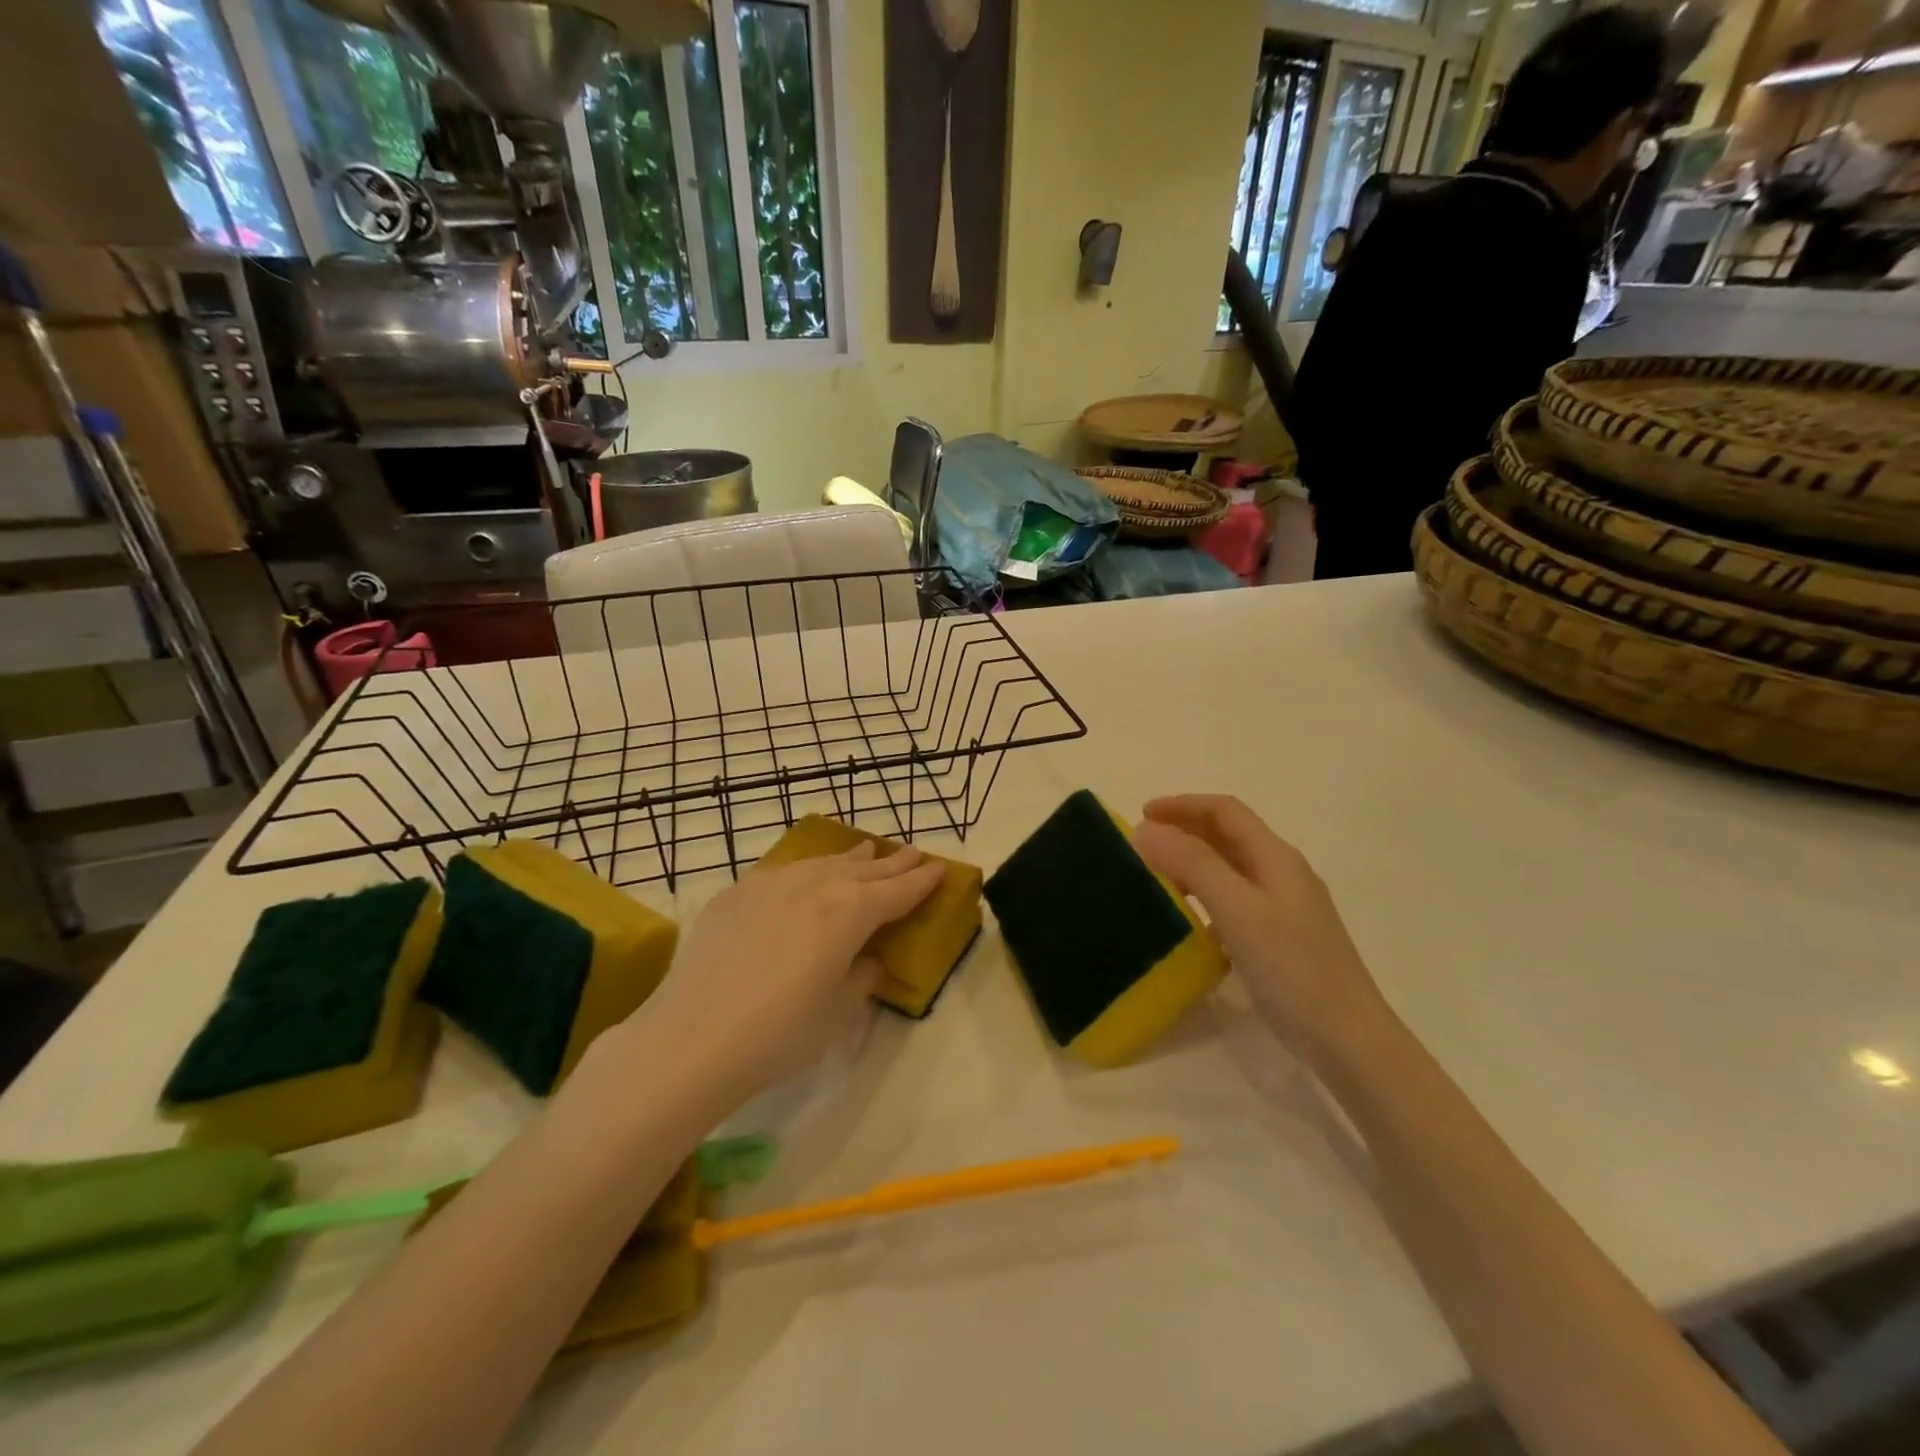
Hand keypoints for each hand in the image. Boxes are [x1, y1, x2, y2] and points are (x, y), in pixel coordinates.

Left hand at [641, 843, 943, 1101]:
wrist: (693, 1037)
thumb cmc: (779, 1034)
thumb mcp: (839, 1013)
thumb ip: (862, 978)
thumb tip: (868, 961)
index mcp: (849, 913)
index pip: (897, 892)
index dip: (921, 881)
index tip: (940, 868)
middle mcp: (815, 887)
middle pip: (864, 870)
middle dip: (893, 863)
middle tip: (914, 851)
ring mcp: (772, 885)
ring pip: (823, 863)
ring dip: (851, 859)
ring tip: (867, 852)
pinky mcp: (737, 894)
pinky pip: (784, 872)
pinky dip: (807, 870)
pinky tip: (805, 876)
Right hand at [1133, 795, 1389, 1060]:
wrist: (1348, 1039)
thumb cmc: (1292, 968)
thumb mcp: (1238, 909)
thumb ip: (1193, 864)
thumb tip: (1146, 830)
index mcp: (1276, 858)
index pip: (1225, 811)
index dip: (1182, 805)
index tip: (1141, 816)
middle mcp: (1282, 873)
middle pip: (1229, 835)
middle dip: (1185, 829)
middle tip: (1143, 844)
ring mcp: (1285, 907)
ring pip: (1231, 868)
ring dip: (1193, 862)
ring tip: (1158, 876)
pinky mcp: (1281, 937)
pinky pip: (1235, 900)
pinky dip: (1205, 895)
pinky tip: (1190, 919)